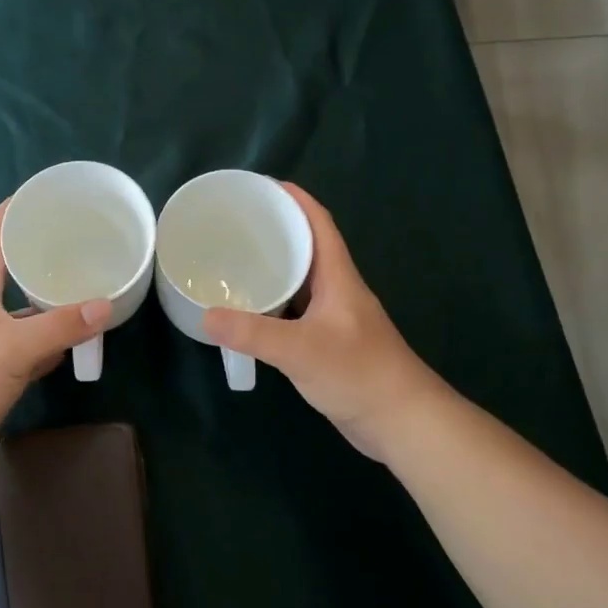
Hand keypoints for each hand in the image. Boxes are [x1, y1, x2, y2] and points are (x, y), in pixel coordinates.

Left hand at [0, 201, 109, 471]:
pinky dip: (49, 339)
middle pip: (12, 268)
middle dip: (42, 252)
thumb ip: (59, 326)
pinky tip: (74, 339)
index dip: (15, 210)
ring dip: (49, 298)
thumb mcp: (14, 347)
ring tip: (86, 285)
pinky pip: (27, 343)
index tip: (45, 194)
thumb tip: (105, 306)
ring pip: (23, 308)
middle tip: (81, 241)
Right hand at [203, 182, 446, 461]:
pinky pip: (297, 309)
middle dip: (276, 230)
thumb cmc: (358, 374)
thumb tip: (206, 315)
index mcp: (338, 277)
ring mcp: (335, 317)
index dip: (295, 199)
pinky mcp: (330, 341)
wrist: (402, 422)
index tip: (262, 186)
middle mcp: (338, 289)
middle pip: (307, 247)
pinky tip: (251, 310)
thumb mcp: (300, 350)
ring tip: (235, 261)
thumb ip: (253, 332)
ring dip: (275, 267)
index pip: (319, 223)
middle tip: (235, 225)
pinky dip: (274, 302)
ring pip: (301, 280)